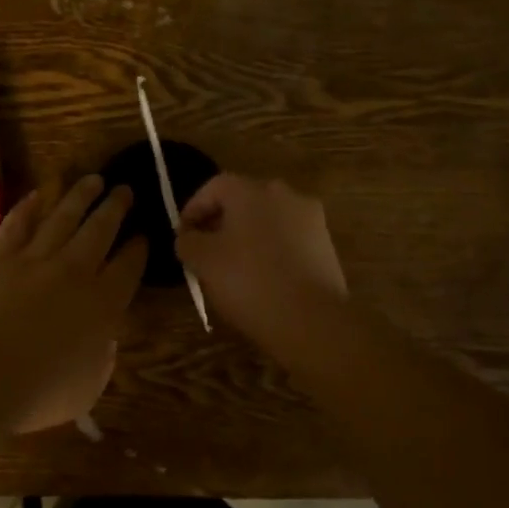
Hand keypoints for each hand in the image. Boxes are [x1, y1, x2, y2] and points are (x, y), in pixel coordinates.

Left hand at [0, 175, 147, 432]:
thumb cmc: (36, 393)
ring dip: (80, 195)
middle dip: (115, 207)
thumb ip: (100, 361)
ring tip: (93, 178)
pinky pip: (18, 223)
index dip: (138, 249)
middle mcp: (74, 271)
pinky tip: (39, 194)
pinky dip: (30, 206)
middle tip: (124, 188)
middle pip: (100, 229)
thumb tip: (102, 343)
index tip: (143, 235)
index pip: (128, 267)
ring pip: (63, 217)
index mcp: (102, 305)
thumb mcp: (86, 389)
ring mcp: (34, 259)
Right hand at [174, 174, 345, 351]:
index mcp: (252, 191)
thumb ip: (187, 241)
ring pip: (267, 220)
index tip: (183, 236)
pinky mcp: (326, 246)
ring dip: (247, 236)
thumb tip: (189, 237)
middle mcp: (285, 195)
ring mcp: (310, 219)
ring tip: (232, 267)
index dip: (193, 209)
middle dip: (220, 222)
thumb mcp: (203, 261)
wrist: (312, 321)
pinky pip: (288, 240)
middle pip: (243, 200)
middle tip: (205, 250)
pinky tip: (261, 278)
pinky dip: (270, 251)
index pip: (214, 187)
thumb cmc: (250, 282)